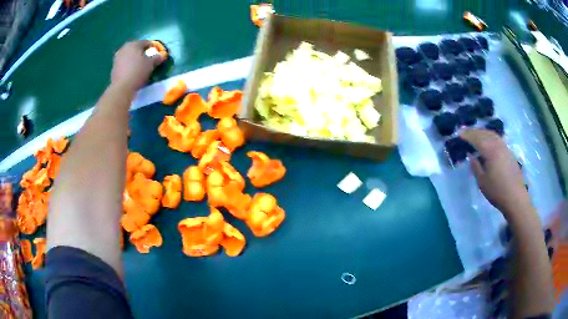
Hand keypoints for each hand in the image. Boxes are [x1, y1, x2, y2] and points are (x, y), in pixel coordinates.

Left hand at [111, 41, 164, 90]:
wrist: (122, 87)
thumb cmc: (138, 72)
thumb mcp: (151, 64)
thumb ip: (157, 57)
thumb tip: (162, 55)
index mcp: (134, 44)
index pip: (146, 42)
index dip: (153, 48)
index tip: (156, 55)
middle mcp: (124, 48)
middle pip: (136, 48)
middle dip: (142, 53)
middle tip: (148, 60)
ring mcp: (117, 57)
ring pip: (129, 56)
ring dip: (134, 59)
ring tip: (140, 67)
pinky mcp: (114, 67)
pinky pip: (124, 63)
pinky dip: (128, 65)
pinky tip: (132, 72)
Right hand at [460, 129, 530, 216]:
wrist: (515, 197)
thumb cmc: (497, 191)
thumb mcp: (482, 182)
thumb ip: (476, 167)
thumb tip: (471, 156)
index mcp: (490, 151)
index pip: (476, 138)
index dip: (467, 135)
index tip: (459, 133)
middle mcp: (497, 145)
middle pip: (484, 133)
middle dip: (474, 131)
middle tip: (465, 131)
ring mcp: (504, 147)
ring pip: (492, 134)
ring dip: (482, 132)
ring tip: (475, 134)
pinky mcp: (509, 152)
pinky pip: (497, 139)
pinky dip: (490, 136)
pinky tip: (488, 141)